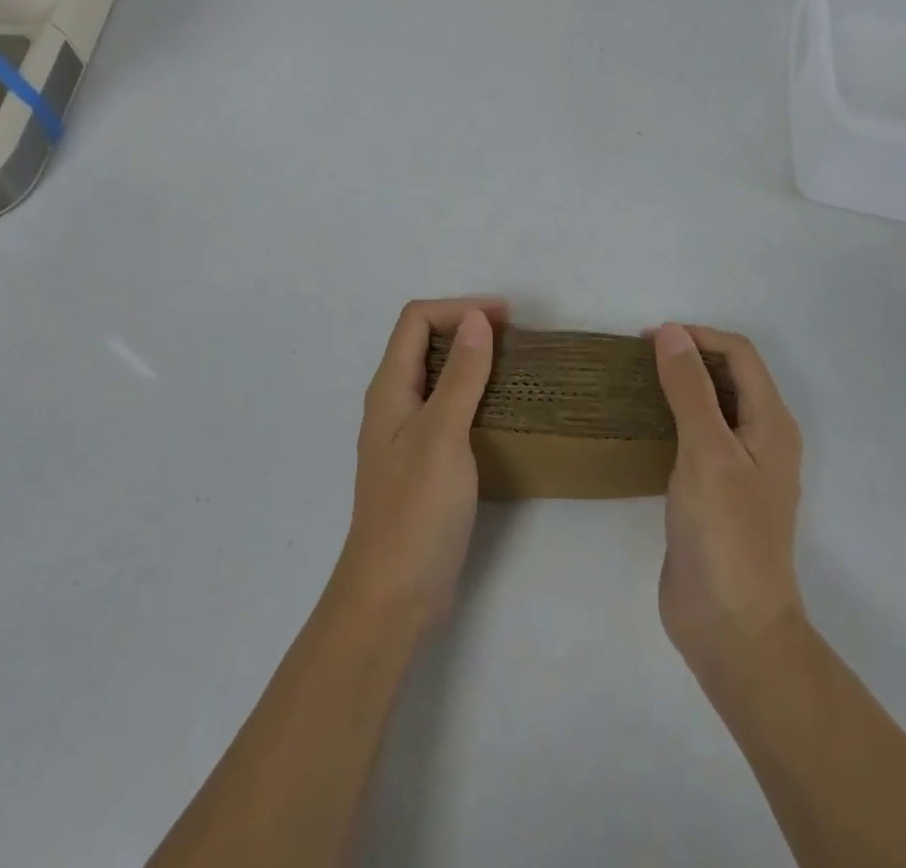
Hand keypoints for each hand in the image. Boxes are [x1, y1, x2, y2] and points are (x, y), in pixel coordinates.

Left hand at [332, 298, 507, 632]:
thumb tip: (476, 319)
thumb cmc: (416, 511)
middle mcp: (394, 404)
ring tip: (516, 368)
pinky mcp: (424, 462)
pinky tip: (503, 411)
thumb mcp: (443, 435)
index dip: (458, 308)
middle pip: (425, 343)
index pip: (416, 321)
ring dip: (473, 362)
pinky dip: (475, 395)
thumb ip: (461, 376)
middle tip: (515, 339)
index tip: (505, 318)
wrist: (394, 596)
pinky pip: (449, 409)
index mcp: (390, 389)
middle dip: (467, 329)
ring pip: (438, 376)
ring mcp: (408, 434)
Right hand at [653, 323, 805, 674]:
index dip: (697, 336)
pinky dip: (673, 418)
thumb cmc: (726, 534)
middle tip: (637, 358)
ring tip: (634, 383)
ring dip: (679, 386)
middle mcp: (761, 439)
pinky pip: (697, 438)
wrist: (732, 628)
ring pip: (711, 406)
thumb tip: (671, 332)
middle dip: (688, 356)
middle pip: (728, 376)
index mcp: (771, 423)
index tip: (648, 340)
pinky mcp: (715, 493)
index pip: (739, 354)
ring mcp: (739, 468)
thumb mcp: (707, 451)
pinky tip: (643, 426)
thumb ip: (690, 389)